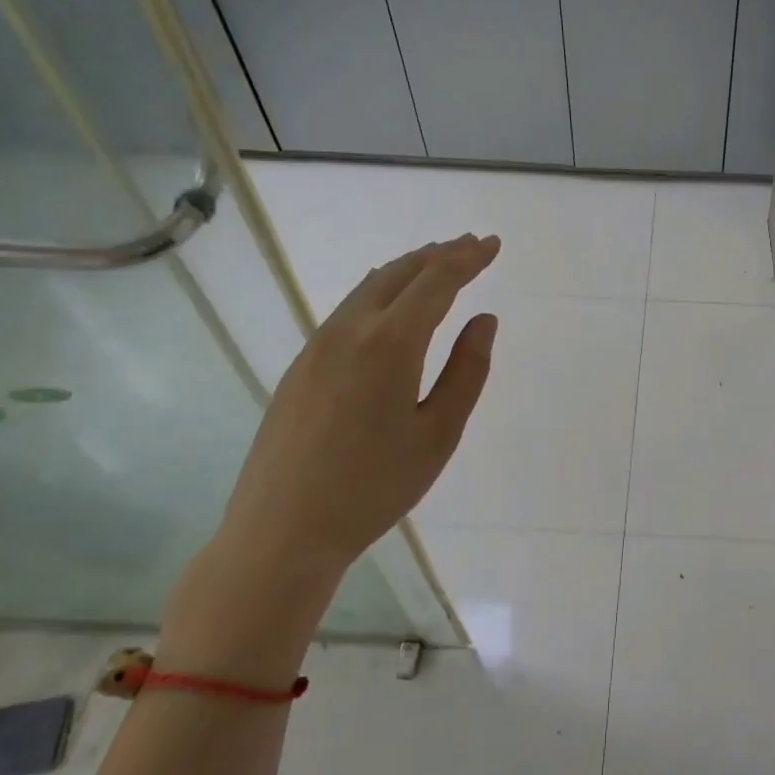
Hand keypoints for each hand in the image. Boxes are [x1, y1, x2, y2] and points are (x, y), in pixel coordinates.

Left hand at [160, 235, 499, 679]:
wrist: (282, 530)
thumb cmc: (374, 487)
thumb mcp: (438, 434)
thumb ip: (467, 371)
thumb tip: (484, 320)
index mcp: (389, 344)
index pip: (435, 282)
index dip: (467, 259)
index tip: (492, 245)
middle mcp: (348, 331)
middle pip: (397, 273)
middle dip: (438, 254)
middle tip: (470, 245)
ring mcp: (316, 347)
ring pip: (367, 288)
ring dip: (407, 270)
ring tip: (436, 264)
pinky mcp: (300, 367)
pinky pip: (347, 311)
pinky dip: (380, 293)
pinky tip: (389, 304)